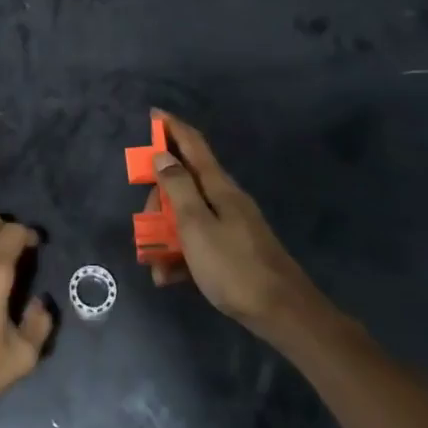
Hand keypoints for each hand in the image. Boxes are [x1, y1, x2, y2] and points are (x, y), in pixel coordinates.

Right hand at [148, 110, 329, 340]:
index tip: (154, 114)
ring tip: (153, 263)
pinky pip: (198, 242)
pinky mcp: (232, 250)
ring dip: (165, 233)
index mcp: (218, 187)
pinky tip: (168, 277)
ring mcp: (231, 225)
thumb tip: (162, 155)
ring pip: (187, 216)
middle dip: (158, 198)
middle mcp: (225, 199)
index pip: (193, 145)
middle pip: (184, 183)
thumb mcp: (196, 226)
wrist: (283, 313)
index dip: (172, 128)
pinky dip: (180, 255)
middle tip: (145, 223)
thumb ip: (178, 188)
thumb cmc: (234, 267)